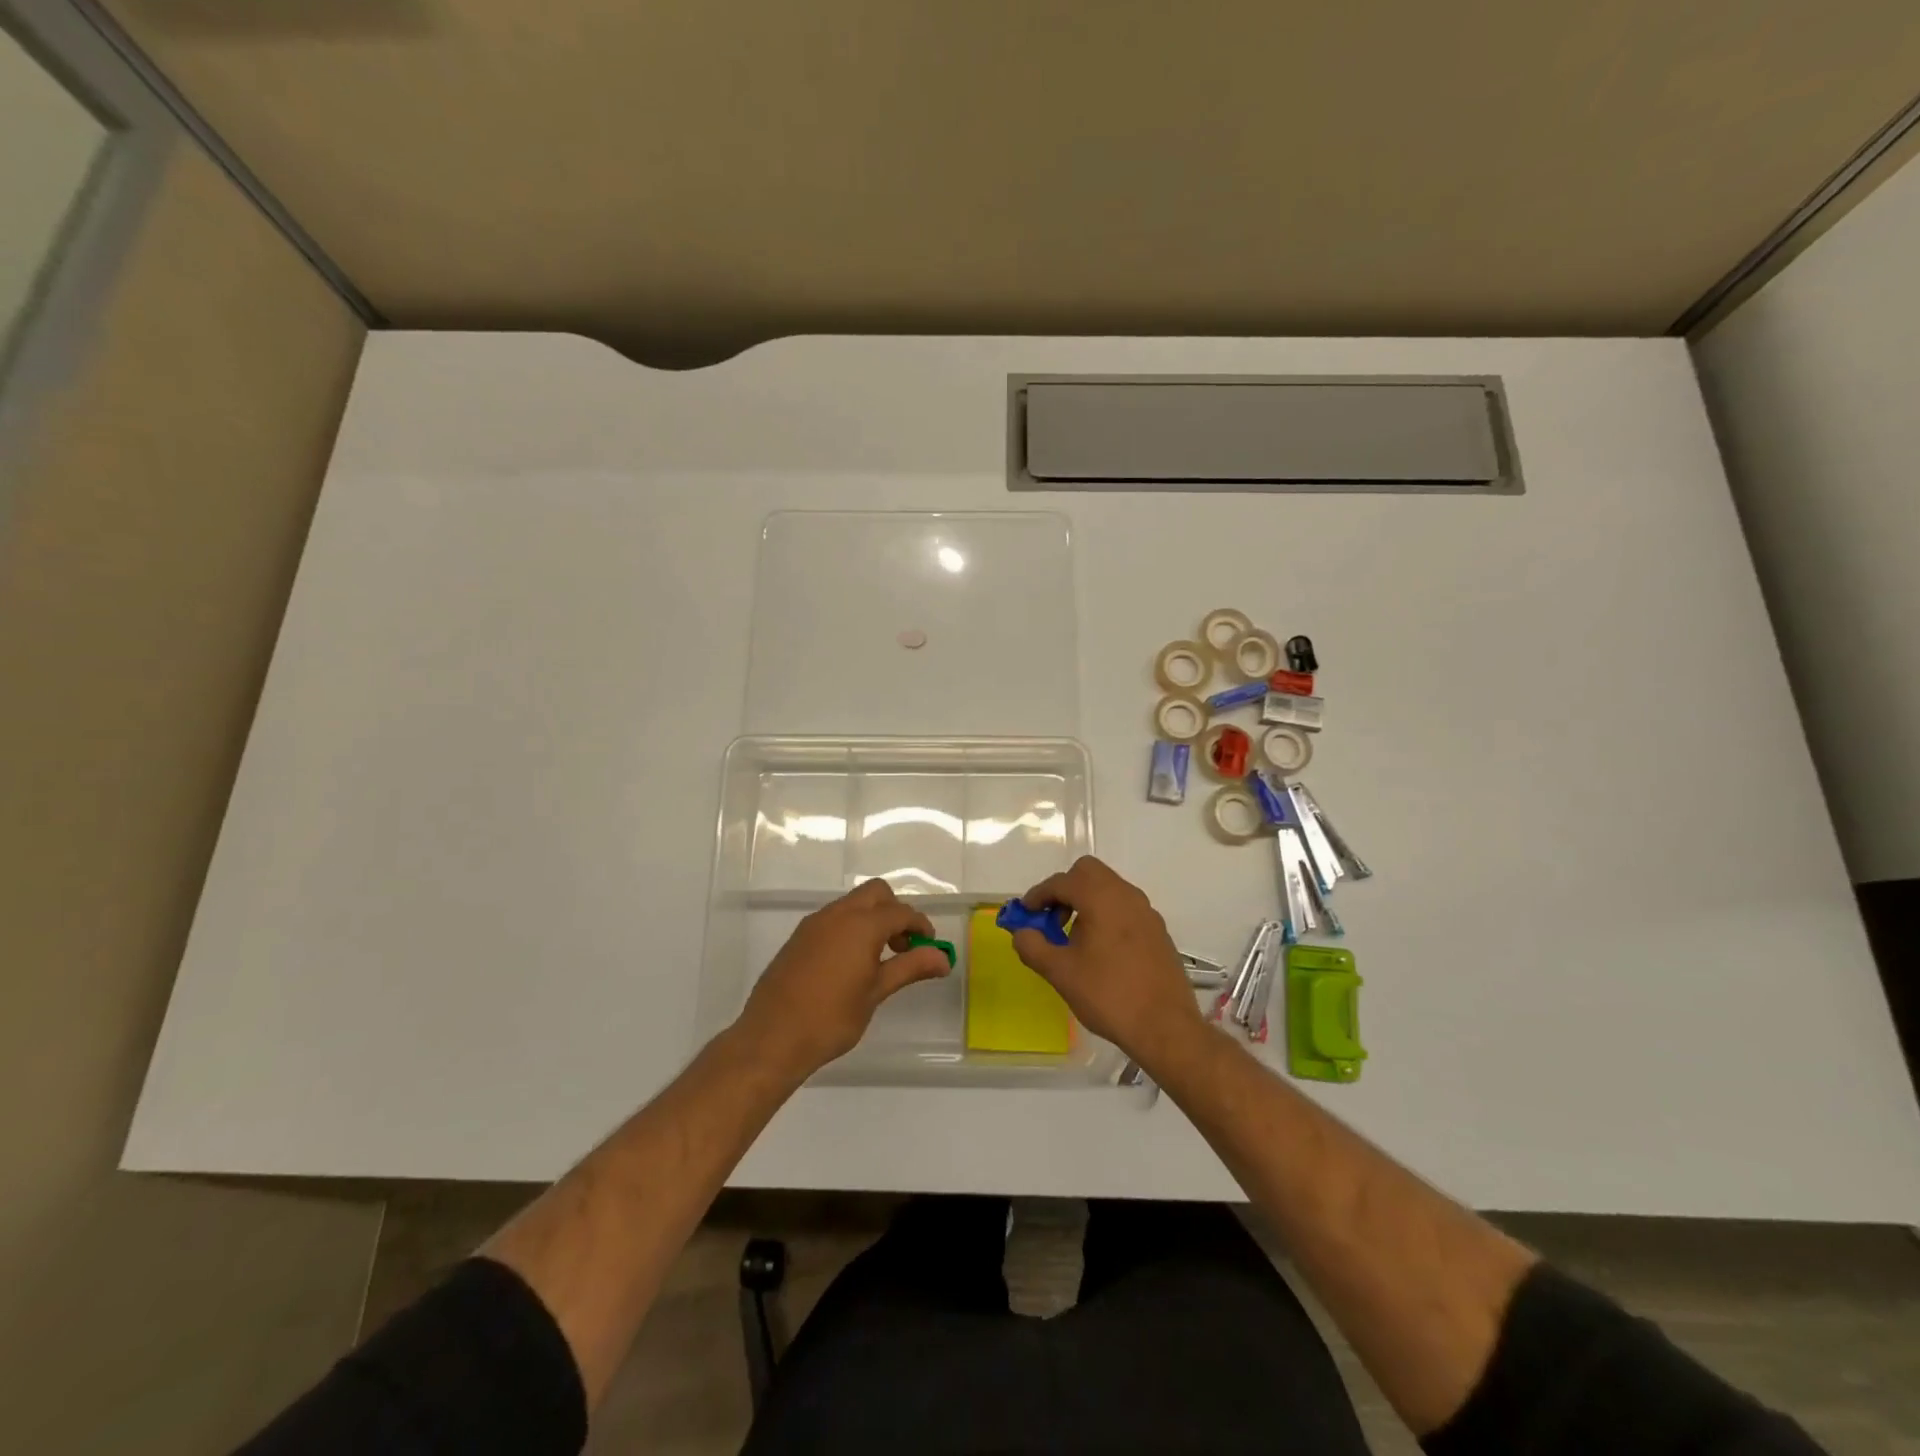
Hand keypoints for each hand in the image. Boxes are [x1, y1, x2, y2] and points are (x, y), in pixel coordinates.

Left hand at [736, 878, 952, 1078]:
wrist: (772, 1037)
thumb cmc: (831, 1018)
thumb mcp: (876, 992)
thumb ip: (910, 967)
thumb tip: (944, 958)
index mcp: (861, 924)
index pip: (901, 912)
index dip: (920, 925)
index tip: (930, 946)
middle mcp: (837, 914)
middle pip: (876, 894)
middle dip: (895, 912)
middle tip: (903, 946)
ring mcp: (814, 924)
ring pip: (852, 904)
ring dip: (872, 919)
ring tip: (879, 959)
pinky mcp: (799, 937)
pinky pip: (833, 919)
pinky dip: (850, 928)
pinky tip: (850, 964)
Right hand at [1010, 856, 1203, 1070]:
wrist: (1166, 1027)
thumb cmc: (1108, 995)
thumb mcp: (1060, 973)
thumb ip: (1033, 946)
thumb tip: (1022, 933)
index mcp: (1101, 898)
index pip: (1061, 881)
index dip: (1038, 895)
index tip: (1026, 914)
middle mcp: (1126, 895)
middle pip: (1088, 873)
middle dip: (1065, 889)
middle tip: (1053, 919)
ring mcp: (1146, 912)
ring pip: (1109, 888)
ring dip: (1086, 901)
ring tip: (1074, 939)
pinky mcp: (1158, 931)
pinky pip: (1125, 908)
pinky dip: (1106, 914)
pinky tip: (1101, 950)